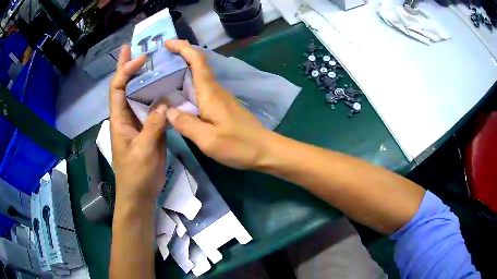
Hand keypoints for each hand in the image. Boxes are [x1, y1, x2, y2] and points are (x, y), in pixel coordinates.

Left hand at [110, 45, 167, 203]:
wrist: (140, 193)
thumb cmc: (136, 174)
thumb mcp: (143, 151)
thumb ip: (153, 126)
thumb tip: (164, 102)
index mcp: (119, 119)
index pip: (118, 88)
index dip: (126, 70)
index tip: (141, 58)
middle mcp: (126, 116)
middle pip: (125, 86)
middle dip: (127, 66)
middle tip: (133, 47)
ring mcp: (138, 122)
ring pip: (139, 95)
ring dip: (144, 78)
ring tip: (153, 61)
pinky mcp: (149, 129)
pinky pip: (153, 108)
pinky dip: (158, 95)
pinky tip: (167, 87)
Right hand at [164, 40, 270, 169]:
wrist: (265, 150)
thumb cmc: (239, 145)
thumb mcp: (208, 139)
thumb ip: (186, 124)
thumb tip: (168, 111)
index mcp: (210, 93)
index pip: (197, 62)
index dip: (183, 48)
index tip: (168, 43)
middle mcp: (215, 90)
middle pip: (197, 66)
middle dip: (179, 56)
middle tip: (159, 59)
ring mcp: (219, 98)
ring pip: (198, 78)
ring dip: (182, 71)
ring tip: (162, 75)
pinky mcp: (221, 107)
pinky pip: (201, 90)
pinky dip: (188, 86)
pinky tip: (178, 96)